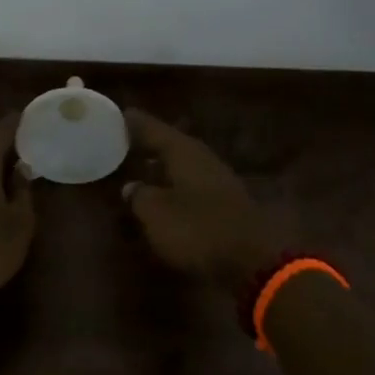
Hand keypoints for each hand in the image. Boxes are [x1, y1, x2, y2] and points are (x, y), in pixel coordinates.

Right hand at [122, 110, 278, 294]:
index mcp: (184, 153)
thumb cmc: (197, 229)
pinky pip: (192, 184)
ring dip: (164, 164)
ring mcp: (218, 181)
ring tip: (142, 164)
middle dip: (151, 142)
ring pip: (184, 164)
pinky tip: (165, 192)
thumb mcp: (156, 214)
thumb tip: (131, 186)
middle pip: (172, 144)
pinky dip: (175, 184)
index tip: (121, 113)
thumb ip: (140, 196)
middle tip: (126, 139)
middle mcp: (203, 159)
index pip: (155, 130)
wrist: (253, 261)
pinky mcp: (226, 204)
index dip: (136, 123)